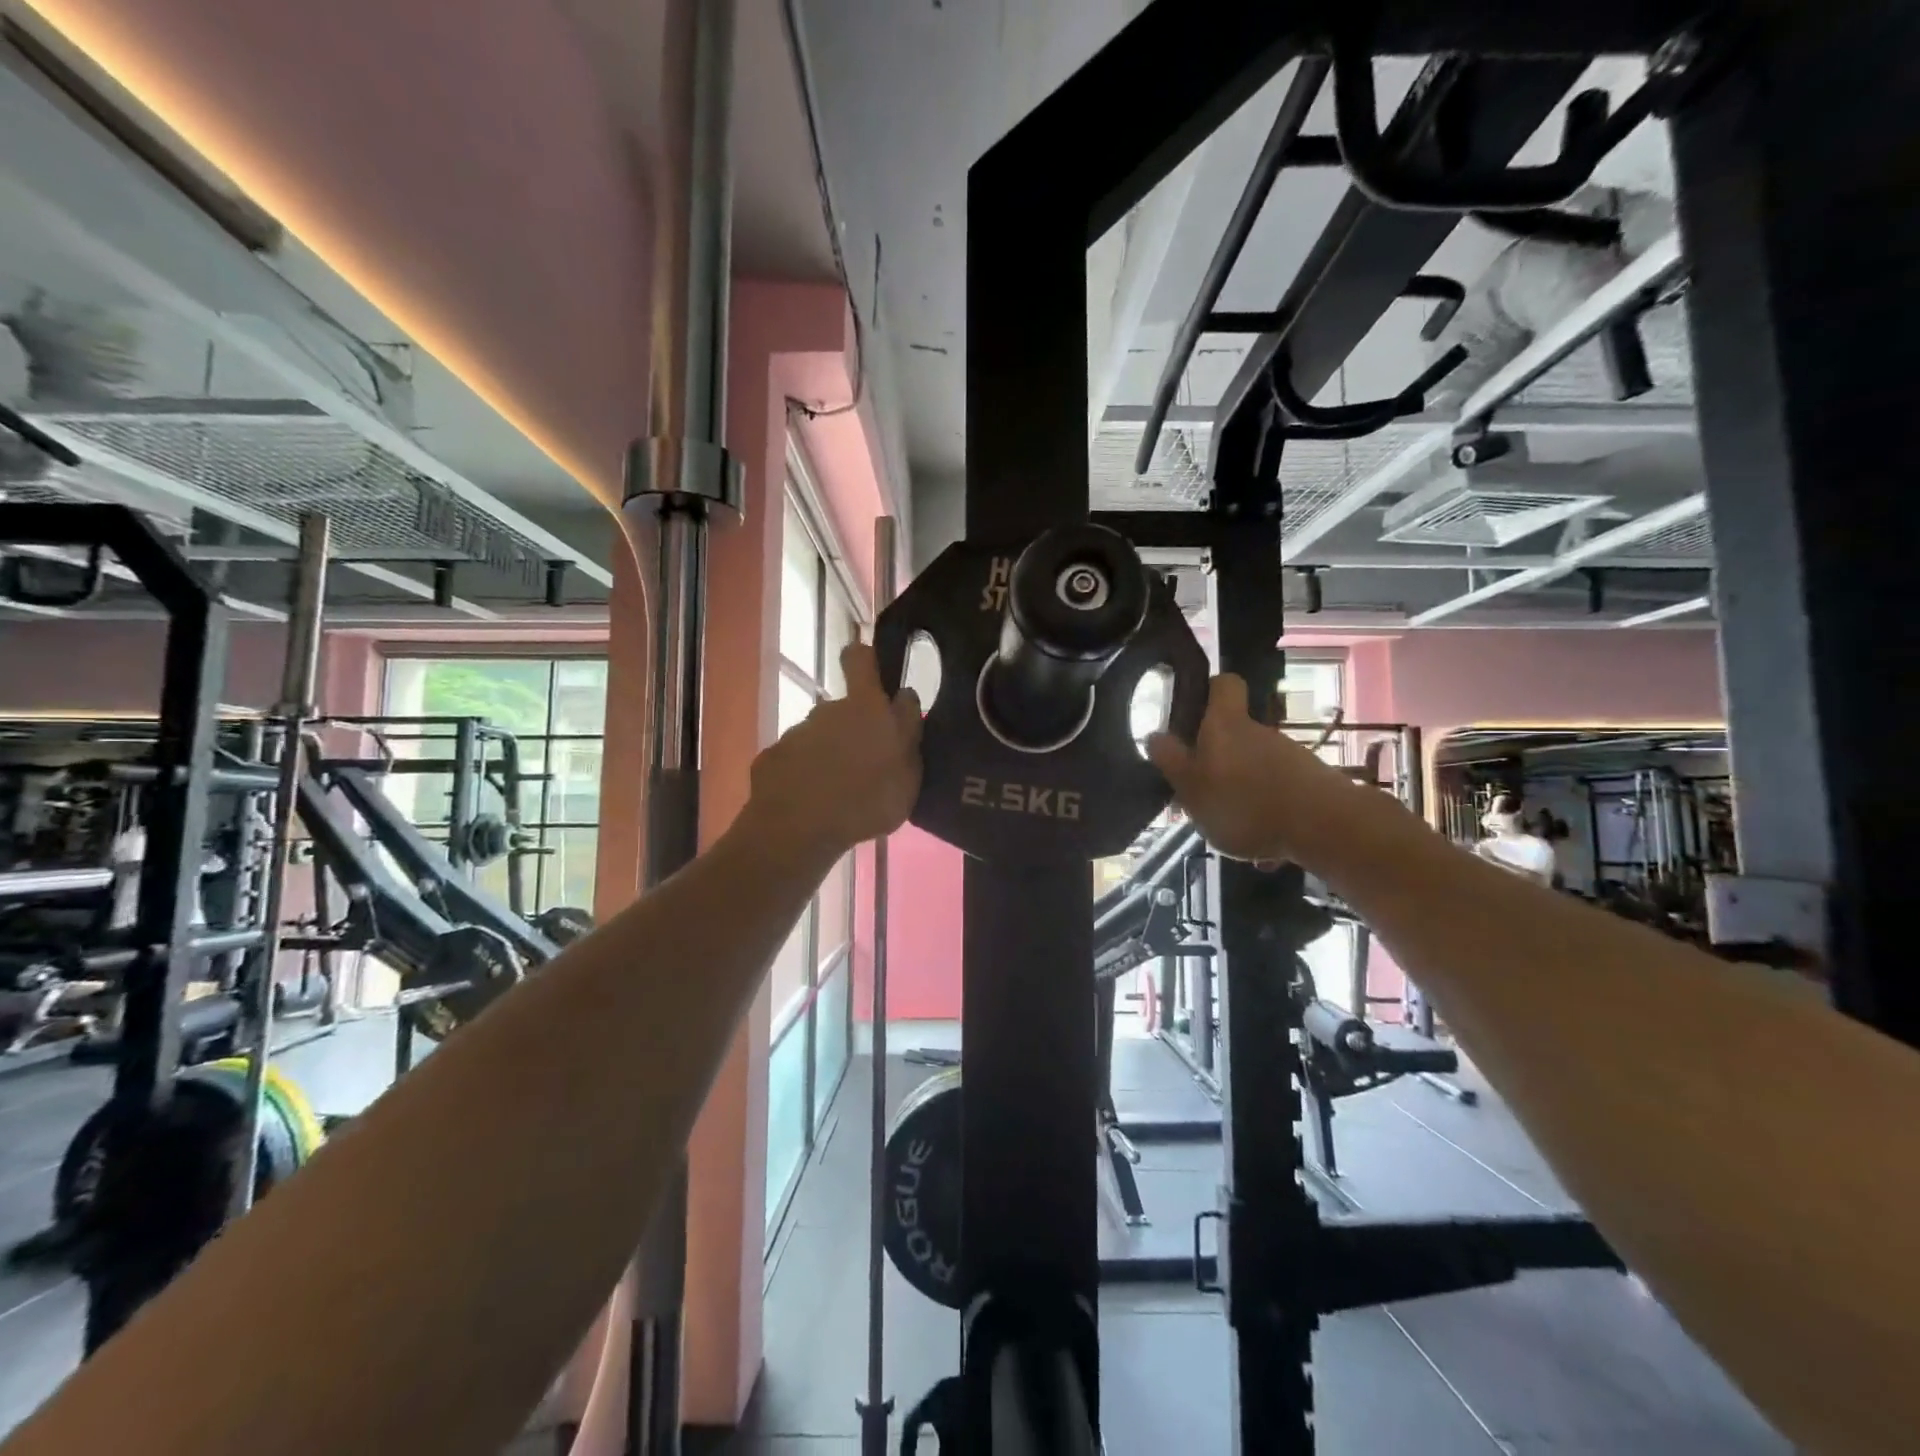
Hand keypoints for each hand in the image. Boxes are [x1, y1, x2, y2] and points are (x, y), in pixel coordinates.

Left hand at [746, 641, 921, 860]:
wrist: (797, 830)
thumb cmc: (866, 802)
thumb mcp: (908, 776)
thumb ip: (908, 735)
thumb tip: (903, 702)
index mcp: (866, 707)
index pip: (861, 658)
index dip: (867, 662)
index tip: (875, 677)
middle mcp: (828, 710)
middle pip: (845, 708)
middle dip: (855, 728)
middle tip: (866, 766)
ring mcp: (797, 733)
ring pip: (821, 737)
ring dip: (830, 755)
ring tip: (838, 793)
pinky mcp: (773, 757)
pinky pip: (796, 760)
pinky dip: (804, 775)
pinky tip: (810, 803)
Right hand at [1145, 674, 1363, 865]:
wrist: (1325, 827)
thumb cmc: (1245, 803)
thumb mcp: (1192, 788)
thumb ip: (1172, 762)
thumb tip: (1155, 735)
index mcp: (1224, 725)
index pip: (1223, 684)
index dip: (1208, 691)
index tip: (1193, 711)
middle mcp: (1258, 732)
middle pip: (1234, 735)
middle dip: (1218, 762)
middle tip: (1202, 794)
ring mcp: (1288, 756)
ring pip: (1254, 769)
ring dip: (1243, 793)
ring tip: (1234, 832)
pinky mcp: (1311, 782)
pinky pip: (1278, 794)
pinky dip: (1267, 814)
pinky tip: (1266, 850)